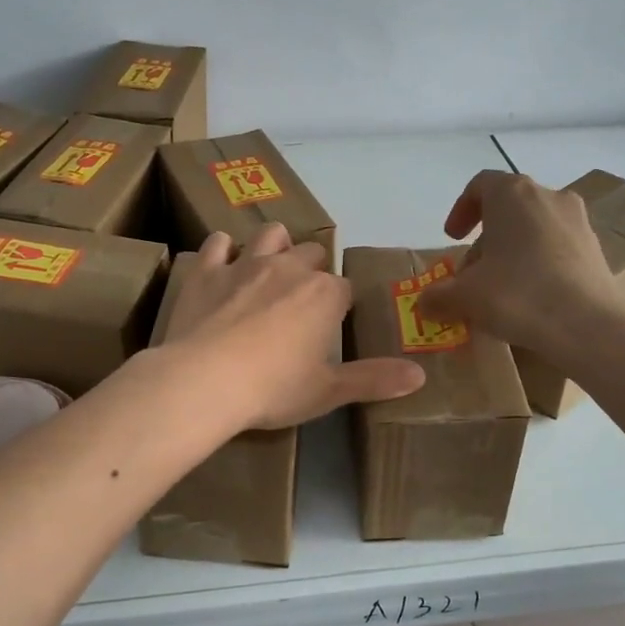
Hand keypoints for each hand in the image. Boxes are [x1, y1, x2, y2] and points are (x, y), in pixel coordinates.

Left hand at [161, 224, 425, 428]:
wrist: (204, 381)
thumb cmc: (273, 389)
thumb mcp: (329, 391)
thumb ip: (375, 379)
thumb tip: (420, 375)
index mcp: (325, 295)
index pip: (345, 288)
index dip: (340, 305)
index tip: (331, 325)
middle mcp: (290, 268)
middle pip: (312, 253)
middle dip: (312, 269)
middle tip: (302, 301)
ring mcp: (245, 264)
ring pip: (270, 234)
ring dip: (275, 245)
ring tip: (269, 268)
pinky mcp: (207, 270)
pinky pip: (217, 243)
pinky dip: (222, 250)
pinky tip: (222, 264)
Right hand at [415, 171, 614, 352]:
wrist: (588, 326)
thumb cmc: (517, 295)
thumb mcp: (465, 297)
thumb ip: (438, 295)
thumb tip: (424, 302)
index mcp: (513, 194)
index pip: (480, 185)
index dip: (461, 210)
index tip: (452, 238)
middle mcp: (548, 197)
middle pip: (508, 208)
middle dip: (485, 239)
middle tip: (472, 273)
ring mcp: (577, 222)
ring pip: (534, 228)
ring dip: (512, 251)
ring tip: (500, 288)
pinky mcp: (595, 249)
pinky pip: (557, 247)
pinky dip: (538, 263)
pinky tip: (531, 297)